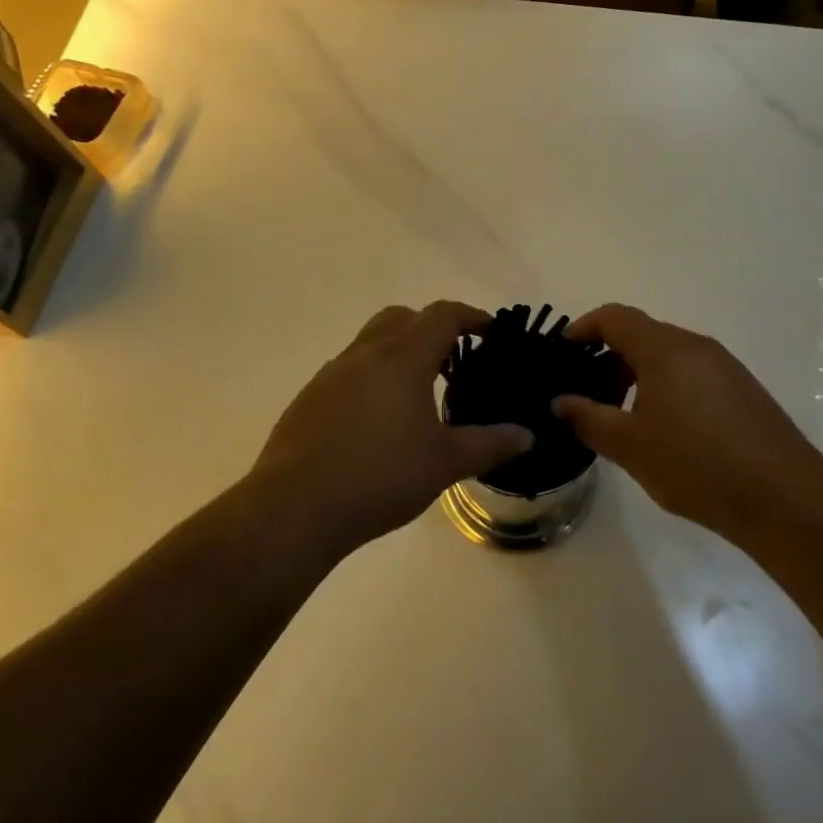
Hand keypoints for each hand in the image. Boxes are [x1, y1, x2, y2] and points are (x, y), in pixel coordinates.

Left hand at [248, 302, 533, 558]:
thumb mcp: (445, 463)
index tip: (490, 331)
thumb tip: (527, 435)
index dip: (471, 316)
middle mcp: (365, 354)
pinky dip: (371, 378)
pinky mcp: (309, 398)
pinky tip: (377, 422)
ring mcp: (331, 374)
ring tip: (417, 394)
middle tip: (452, 361)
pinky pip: (348, 371)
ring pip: (371, 342)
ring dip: (398, 352)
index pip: (442, 315)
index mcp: (402, 358)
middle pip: (402, 317)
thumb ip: (490, 444)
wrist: (295, 507)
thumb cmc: (380, 476)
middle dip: (430, 328)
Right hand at [552, 304, 822, 541]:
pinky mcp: (742, 389)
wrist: (785, 497)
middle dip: (609, 356)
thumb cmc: (696, 464)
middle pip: (643, 334)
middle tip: (587, 392)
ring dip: (638, 374)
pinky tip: (664, 429)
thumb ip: (588, 418)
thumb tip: (561, 401)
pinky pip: (692, 373)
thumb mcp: (630, 446)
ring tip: (622, 415)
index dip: (584, 327)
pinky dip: (666, 386)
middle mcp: (696, 346)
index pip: (615, 317)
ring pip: (668, 356)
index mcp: (665, 348)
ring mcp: (724, 366)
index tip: (563, 351)